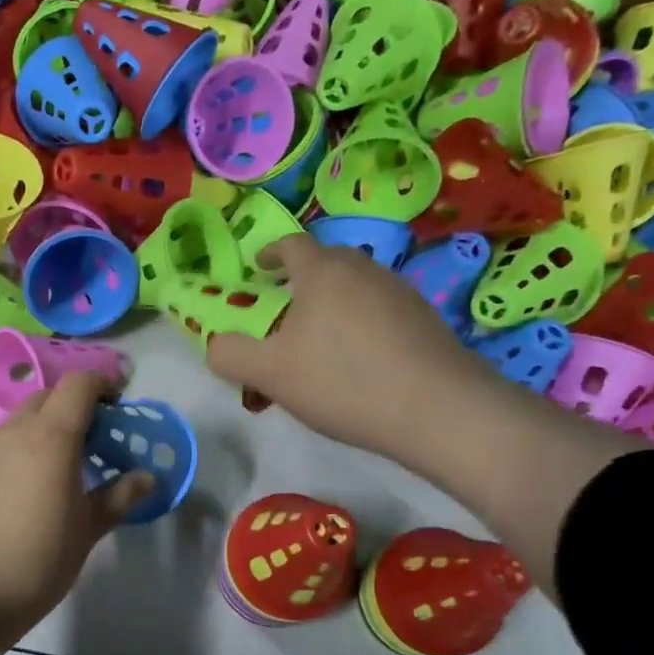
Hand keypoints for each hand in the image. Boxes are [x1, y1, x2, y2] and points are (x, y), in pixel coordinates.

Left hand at [0, 370, 151, 654]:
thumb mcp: (85, 534)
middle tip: (89, 445)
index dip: (102, 384)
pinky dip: (11, 454)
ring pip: (15, 424)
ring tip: (50, 473)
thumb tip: (146, 477)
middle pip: (46, 399)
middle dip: (72, 409)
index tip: (117, 404)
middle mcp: (10, 431)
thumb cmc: (33, 565)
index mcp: (50, 438)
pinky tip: (12, 494)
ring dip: (39, 433)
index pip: (78, 385)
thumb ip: (117, 498)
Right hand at [206, 233, 636, 598]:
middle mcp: (364, 270)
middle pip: (326, 262)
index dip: (271, 252)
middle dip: (300, 278)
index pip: (292, 244)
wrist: (438, 410)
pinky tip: (357, 360)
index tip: (259, 268)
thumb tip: (215, 344)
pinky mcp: (425, 320)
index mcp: (323, 272)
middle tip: (283, 307)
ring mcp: (400, 292)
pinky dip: (360, 322)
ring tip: (319, 340)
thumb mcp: (269, 373)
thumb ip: (230, 355)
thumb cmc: (343, 381)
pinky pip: (379, 310)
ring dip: (332, 303)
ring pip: (355, 286)